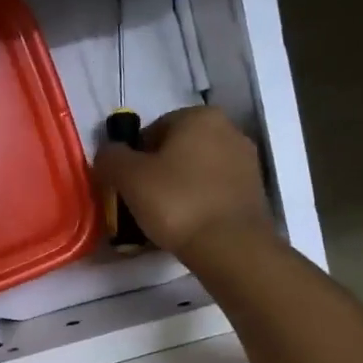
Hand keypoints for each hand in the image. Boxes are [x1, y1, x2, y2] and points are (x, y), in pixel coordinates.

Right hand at [93, 106, 275, 263]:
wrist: (230, 247)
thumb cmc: (176, 202)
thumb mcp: (128, 177)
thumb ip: (111, 157)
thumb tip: (108, 152)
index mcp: (198, 116)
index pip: (152, 130)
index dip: (133, 158)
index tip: (127, 186)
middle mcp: (228, 129)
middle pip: (176, 150)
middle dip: (157, 173)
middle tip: (141, 203)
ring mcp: (246, 160)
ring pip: (196, 171)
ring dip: (177, 189)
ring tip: (163, 219)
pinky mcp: (254, 190)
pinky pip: (213, 191)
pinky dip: (198, 203)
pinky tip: (187, 226)